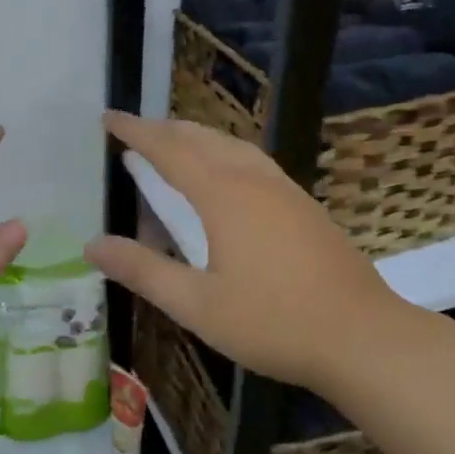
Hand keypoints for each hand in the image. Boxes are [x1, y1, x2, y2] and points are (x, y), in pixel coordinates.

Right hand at [84, 111, 398, 393]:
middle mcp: (252, 178)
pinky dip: (224, 151)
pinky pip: (252, 160)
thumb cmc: (273, 322)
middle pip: (201, 138)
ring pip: (231, 145)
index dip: (136, 131)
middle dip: (164, 129)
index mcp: (223, 194)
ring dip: (196, 137)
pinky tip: (226, 173)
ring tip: (173, 143)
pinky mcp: (303, 204)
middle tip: (134, 130)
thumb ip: (143, 271)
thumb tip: (92, 244)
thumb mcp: (197, 305)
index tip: (109, 118)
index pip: (169, 149)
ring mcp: (284, 188)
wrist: (362, 336)